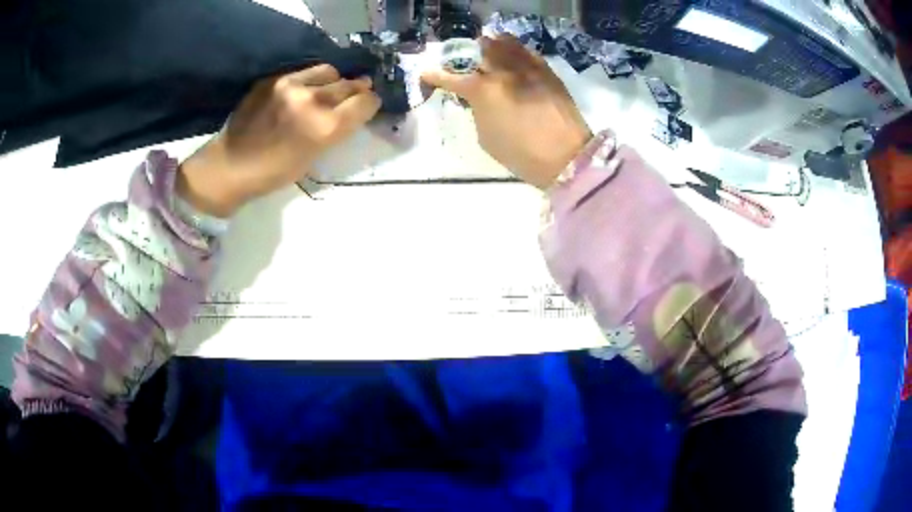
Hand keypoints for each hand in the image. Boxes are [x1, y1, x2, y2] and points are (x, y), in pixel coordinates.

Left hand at [178, 65, 381, 215]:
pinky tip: (301, 91)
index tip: (367, 106)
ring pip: (328, 71)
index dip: (370, 104)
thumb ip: (335, 129)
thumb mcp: (314, 157)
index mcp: (325, 127)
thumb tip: (351, 108)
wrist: (231, 165)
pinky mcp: (273, 78)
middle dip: (355, 90)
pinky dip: (309, 79)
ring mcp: (290, 85)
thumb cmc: (274, 172)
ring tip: (324, 90)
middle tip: (352, 95)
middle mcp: (312, 100)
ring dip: (333, 80)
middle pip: (349, 84)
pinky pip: (303, 71)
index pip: (365, 102)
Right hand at [422, 35, 591, 189]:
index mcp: (483, 90)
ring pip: (504, 43)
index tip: (426, 74)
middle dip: (466, 55)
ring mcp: (527, 67)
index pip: (451, 77)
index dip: (435, 75)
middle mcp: (503, 71)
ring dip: (491, 46)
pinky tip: (512, 56)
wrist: (567, 156)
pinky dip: (514, 50)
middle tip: (463, 62)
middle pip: (479, 51)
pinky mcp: (546, 70)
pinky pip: (526, 51)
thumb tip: (478, 99)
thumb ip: (477, 111)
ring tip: (488, 50)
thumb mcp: (486, 136)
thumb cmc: (521, 154)